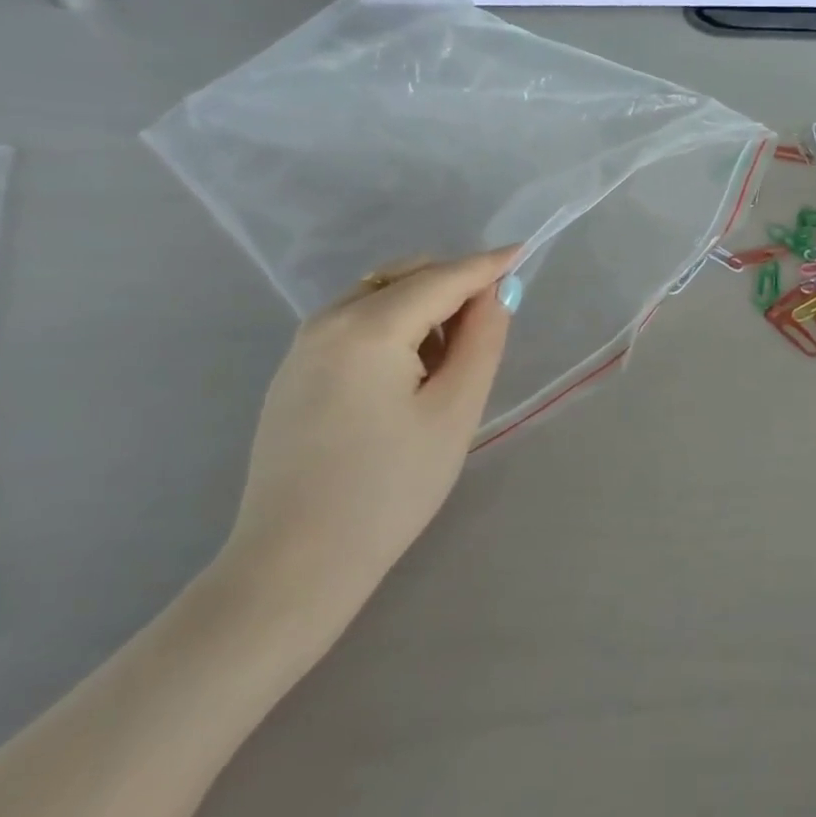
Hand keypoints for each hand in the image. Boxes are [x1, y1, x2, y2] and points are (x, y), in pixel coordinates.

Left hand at [216, 247, 519, 624]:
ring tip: (444, 366)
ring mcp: (303, 345)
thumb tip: (497, 292)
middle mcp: (328, 320)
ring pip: (379, 296)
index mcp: (368, 326)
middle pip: (406, 276)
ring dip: (423, 308)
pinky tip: (404, 378)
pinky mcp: (293, 371)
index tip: (522, 252)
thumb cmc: (390, 489)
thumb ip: (482, 340)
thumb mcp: (454, 411)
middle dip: (453, 286)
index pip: (442, 278)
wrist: (295, 564)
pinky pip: (354, 323)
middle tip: (486, 329)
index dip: (487, 265)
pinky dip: (392, 328)